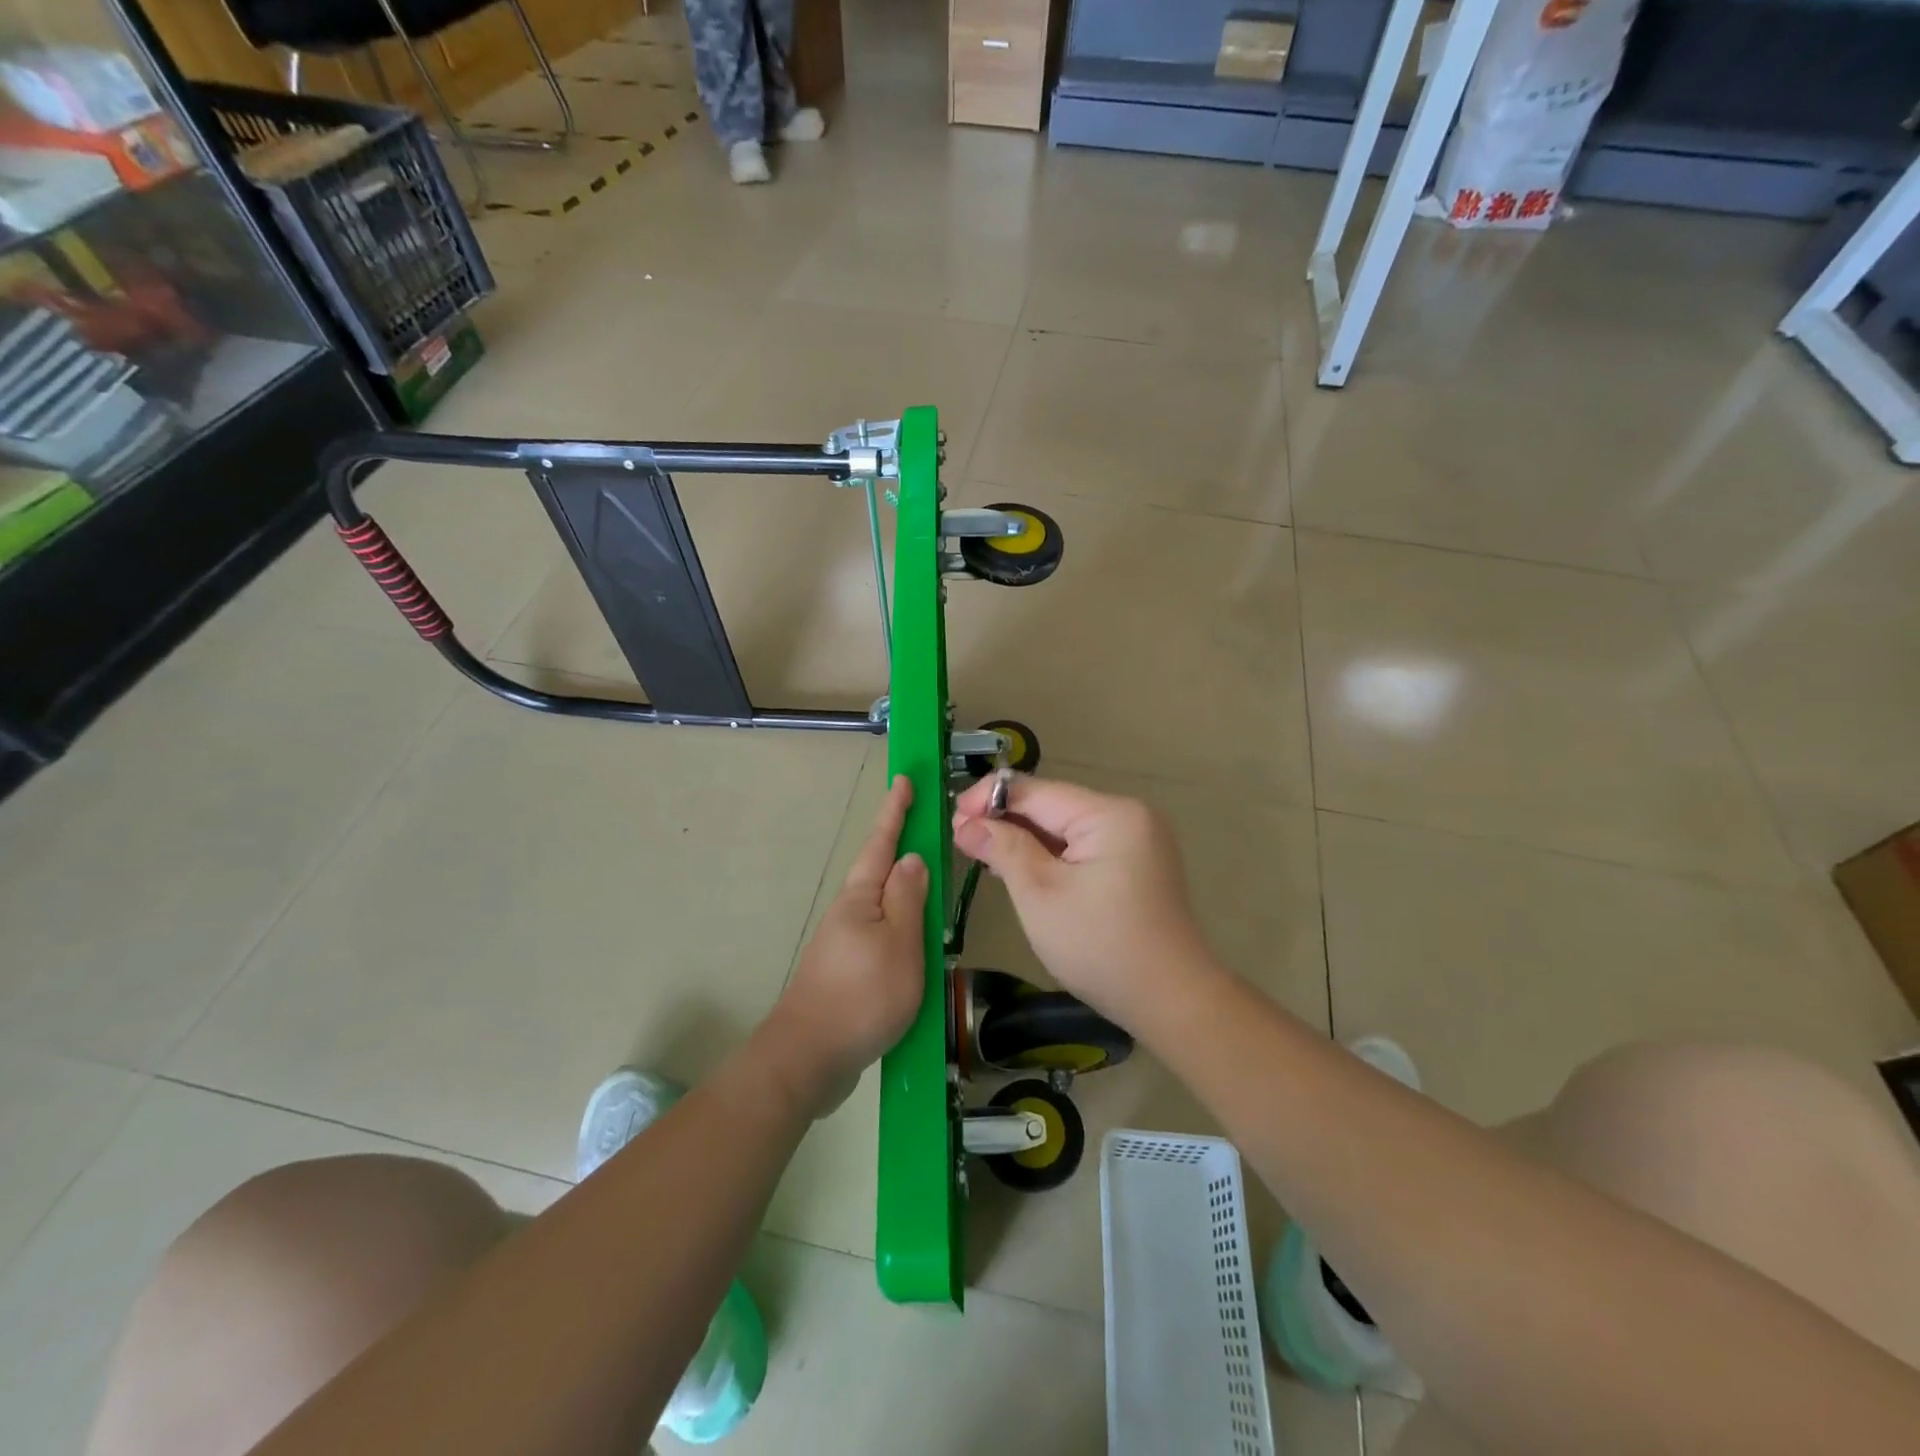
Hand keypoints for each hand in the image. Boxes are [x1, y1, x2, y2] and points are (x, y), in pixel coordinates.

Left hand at [764, 776, 927, 1115]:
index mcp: (860, 897)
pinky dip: (902, 927)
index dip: (895, 811)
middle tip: (927, 828)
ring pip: (883, 905)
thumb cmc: (862, 995)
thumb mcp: (898, 943)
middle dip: (902, 847)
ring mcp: (846, 942)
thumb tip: (912, 859)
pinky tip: (917, 941)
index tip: (904, 779)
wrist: (810, 1058)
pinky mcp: (848, 970)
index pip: (882, 843)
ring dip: (905, 890)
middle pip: (879, 871)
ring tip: (933, 886)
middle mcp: (849, 912)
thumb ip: (908, 899)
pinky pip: (882, 935)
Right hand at [952, 775, 1218, 1028]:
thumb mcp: (1041, 895)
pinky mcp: (1136, 863)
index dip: (989, 799)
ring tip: (981, 853)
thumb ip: (1004, 849)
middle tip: (961, 840)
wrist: (1171, 1001)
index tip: (952, 818)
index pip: (1037, 791)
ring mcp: (1137, 839)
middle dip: (1006, 821)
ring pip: (1065, 827)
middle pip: (1052, 806)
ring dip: (1024, 839)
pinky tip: (1020, 867)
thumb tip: (967, 823)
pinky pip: (1083, 846)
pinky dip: (1050, 855)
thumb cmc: (1100, 947)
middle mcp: (1128, 815)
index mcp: (1110, 814)